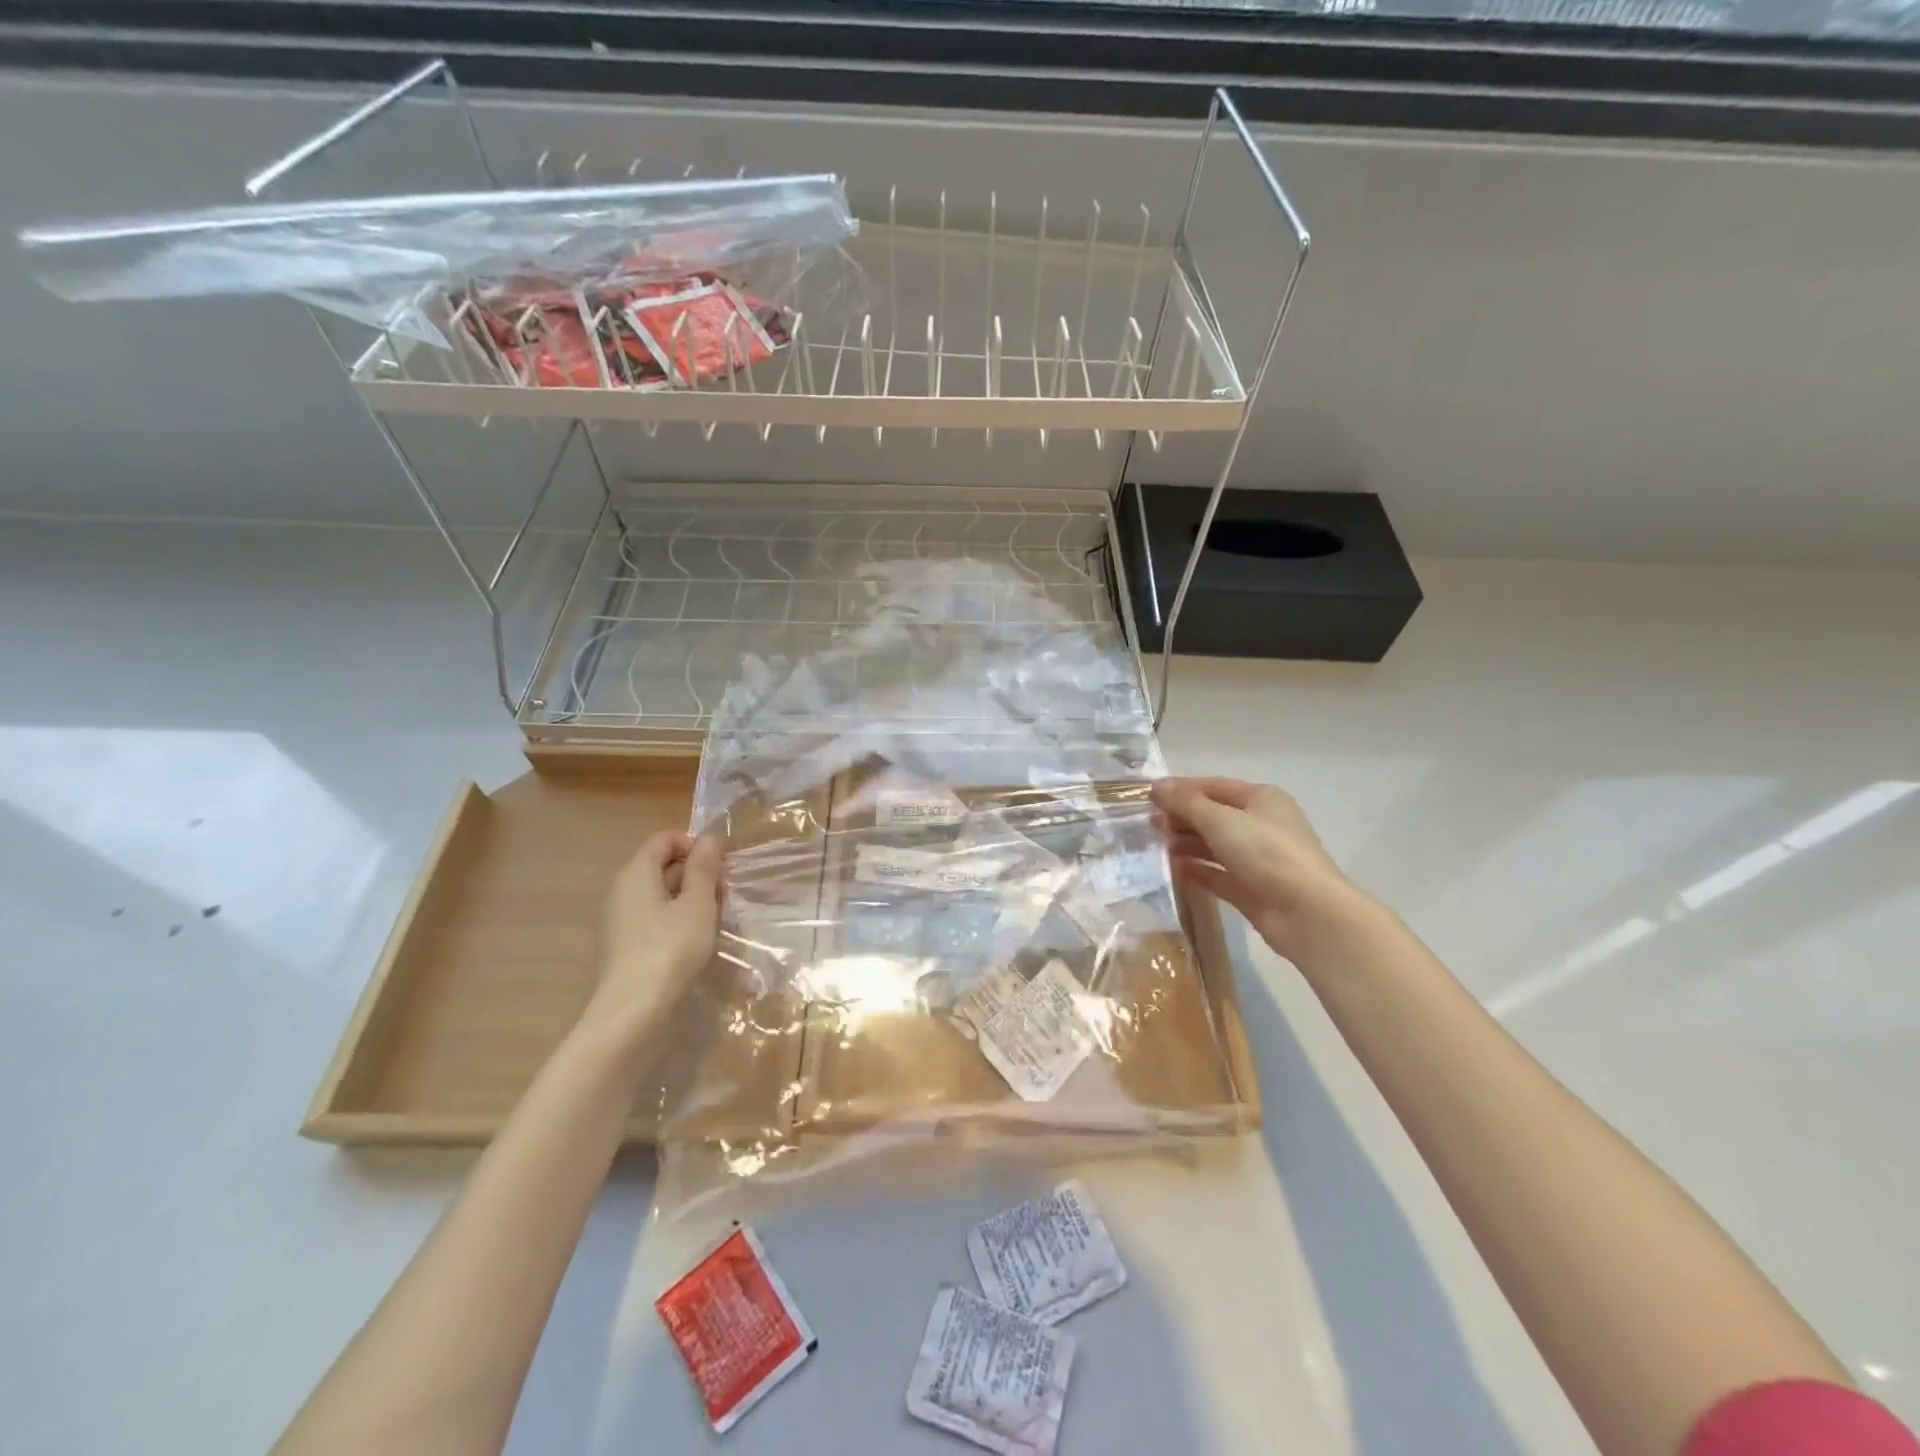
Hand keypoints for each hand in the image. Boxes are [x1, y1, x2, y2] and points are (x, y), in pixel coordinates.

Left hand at [585, 830, 723, 1048]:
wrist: (632, 1012)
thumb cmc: (670, 949)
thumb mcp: (697, 904)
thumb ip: (704, 868)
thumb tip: (710, 838)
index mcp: (635, 872)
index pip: (664, 839)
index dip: (695, 845)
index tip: (721, 866)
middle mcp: (621, 889)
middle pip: (662, 864)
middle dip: (696, 873)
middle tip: (723, 895)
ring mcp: (619, 918)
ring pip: (660, 893)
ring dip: (690, 898)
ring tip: (714, 919)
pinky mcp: (623, 944)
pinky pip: (653, 916)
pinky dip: (676, 919)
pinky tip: (694, 940)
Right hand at [1152, 776, 1374, 965]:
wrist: (1307, 913)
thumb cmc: (1266, 853)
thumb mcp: (1221, 820)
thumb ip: (1186, 802)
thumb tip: (1156, 786)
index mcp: (1261, 799)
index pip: (1213, 786)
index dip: (1180, 789)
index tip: (1146, 796)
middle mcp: (1260, 825)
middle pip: (1212, 815)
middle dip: (1180, 818)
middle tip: (1146, 825)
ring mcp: (1256, 859)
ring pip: (1212, 846)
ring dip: (1184, 844)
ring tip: (1153, 847)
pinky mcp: (1250, 889)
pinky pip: (1216, 874)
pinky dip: (1195, 871)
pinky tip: (1171, 871)